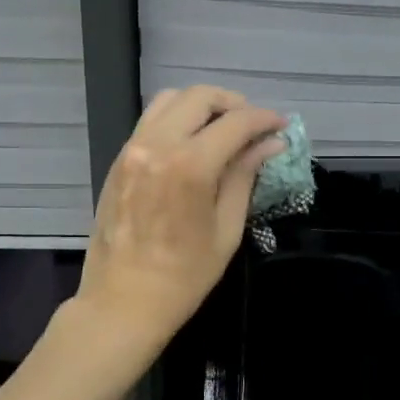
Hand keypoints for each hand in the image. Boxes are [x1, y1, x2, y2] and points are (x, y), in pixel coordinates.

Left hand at [75, 86, 285, 349]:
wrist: (123, 302)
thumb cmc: (185, 276)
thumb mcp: (226, 229)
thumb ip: (244, 176)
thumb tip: (270, 144)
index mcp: (189, 165)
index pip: (235, 122)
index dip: (264, 119)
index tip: (281, 126)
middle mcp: (156, 145)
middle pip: (199, 97)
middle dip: (233, 104)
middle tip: (253, 126)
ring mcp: (132, 149)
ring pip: (169, 100)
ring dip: (201, 106)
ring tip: (222, 129)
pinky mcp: (118, 160)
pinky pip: (150, 121)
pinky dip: (177, 120)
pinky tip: (193, 144)